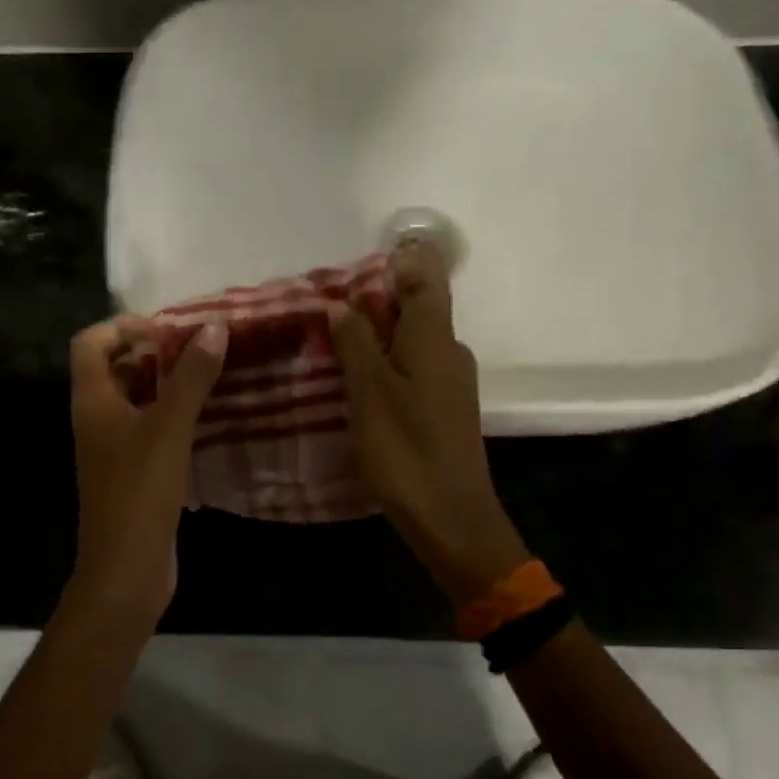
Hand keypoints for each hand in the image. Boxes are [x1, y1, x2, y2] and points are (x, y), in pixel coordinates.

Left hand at [69, 314, 227, 610]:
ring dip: (168, 382)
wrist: (126, 570)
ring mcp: (115, 446)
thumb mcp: (169, 427)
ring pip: (137, 397)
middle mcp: (97, 417)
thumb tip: (214, 326)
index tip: (167, 331)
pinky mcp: (135, 470)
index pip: (91, 342)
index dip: (123, 326)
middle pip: (115, 366)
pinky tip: (210, 415)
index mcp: (93, 400)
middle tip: (199, 348)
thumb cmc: (140, 492)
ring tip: (211, 374)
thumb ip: (191, 376)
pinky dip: (174, 413)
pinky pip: (151, 426)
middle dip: (153, 351)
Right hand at [326, 241, 528, 602]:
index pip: (427, 278)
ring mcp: (451, 382)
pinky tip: (356, 381)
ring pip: (412, 342)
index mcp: (435, 337)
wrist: (451, 517)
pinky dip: (386, 364)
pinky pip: (414, 369)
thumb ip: (355, 341)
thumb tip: (341, 303)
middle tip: (327, 307)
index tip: (355, 265)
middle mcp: (450, 351)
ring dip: (377, 335)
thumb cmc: (405, 447)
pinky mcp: (445, 409)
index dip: (399, 262)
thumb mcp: (369, 389)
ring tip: (331, 342)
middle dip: (375, 300)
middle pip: (417, 308)